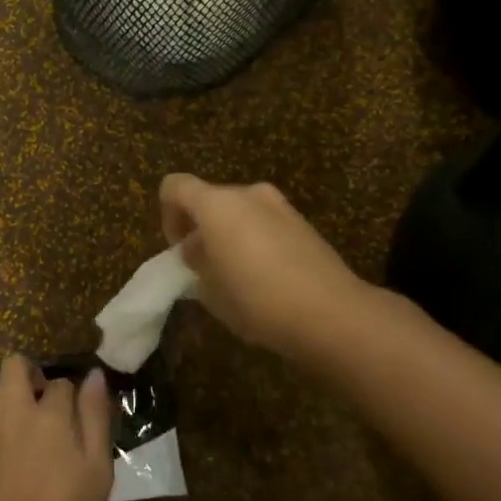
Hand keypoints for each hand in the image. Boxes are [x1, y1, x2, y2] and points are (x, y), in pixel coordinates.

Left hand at [0, 354, 113, 500]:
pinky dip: (2, 424)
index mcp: (50, 415)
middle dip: (30, 371)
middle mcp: (17, 416)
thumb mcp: (97, 470)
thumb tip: (95, 376)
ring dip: (10, 392)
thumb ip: (96, 419)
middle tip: (47, 398)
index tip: (84, 411)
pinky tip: (17, 451)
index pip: (62, 383)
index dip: (74, 393)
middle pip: (14, 368)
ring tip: (30, 418)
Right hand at [160, 173, 371, 357]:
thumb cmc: (257, 300)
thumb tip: (198, 250)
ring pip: (240, 212)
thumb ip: (196, 263)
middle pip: (210, 199)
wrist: (332, 313)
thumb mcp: (210, 290)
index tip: (179, 249)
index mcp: (217, 204)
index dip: (168, 214)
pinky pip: (266, 224)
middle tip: (205, 268)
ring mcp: (280, 206)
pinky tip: (265, 279)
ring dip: (230, 234)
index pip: (175, 187)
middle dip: (201, 228)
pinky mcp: (304, 223)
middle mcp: (247, 194)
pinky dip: (256, 241)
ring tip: (236, 276)